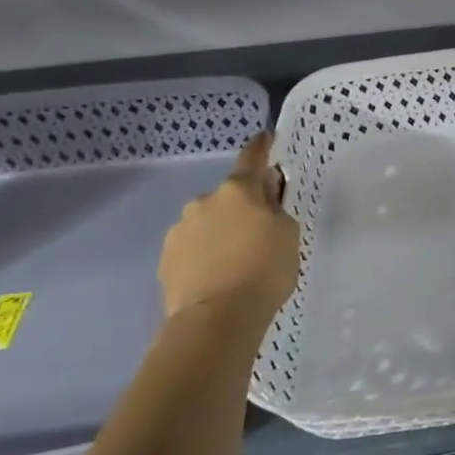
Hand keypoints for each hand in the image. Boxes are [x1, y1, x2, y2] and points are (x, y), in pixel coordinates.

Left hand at [159, 132, 300, 321]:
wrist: (216, 318)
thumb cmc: (264, 270)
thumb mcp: (288, 234)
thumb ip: (276, 209)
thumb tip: (265, 195)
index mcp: (239, 191)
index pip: (252, 159)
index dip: (261, 147)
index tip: (266, 137)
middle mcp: (204, 201)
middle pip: (229, 196)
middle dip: (243, 207)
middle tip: (260, 232)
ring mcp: (180, 229)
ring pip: (208, 222)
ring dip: (222, 231)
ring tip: (237, 261)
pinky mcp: (166, 258)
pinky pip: (193, 247)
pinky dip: (206, 254)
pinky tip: (218, 275)